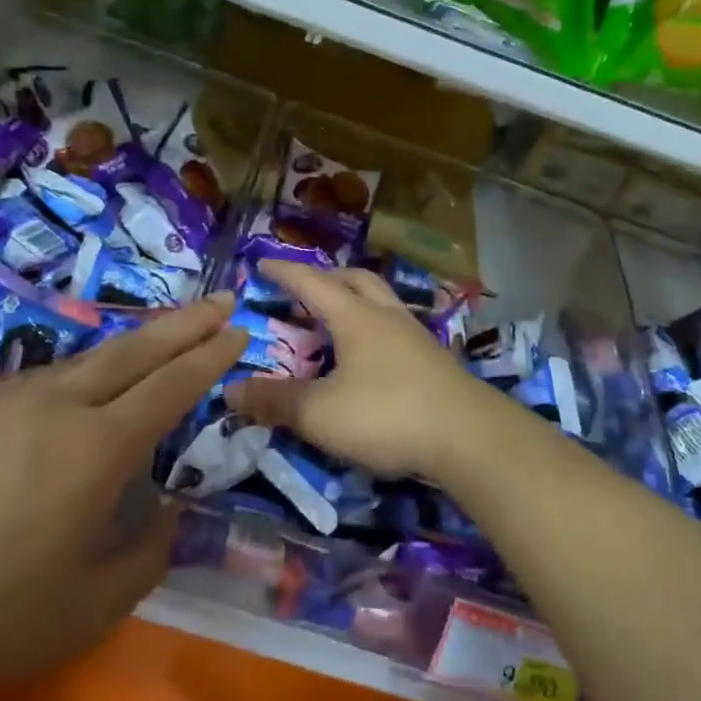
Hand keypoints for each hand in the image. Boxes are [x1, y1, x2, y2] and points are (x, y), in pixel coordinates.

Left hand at [0, 297, 245, 700]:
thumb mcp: (85, 611)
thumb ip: (144, 558)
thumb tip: (167, 515)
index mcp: (98, 448)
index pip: (172, 386)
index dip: (211, 357)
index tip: (240, 331)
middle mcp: (61, 405)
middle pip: (137, 350)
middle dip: (186, 323)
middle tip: (221, 301)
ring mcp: (10, 399)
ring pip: (90, 357)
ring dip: (136, 342)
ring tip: (163, 336)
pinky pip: (47, 376)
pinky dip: (87, 369)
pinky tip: (83, 385)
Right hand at [224, 262, 520, 481]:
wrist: (469, 438)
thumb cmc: (388, 414)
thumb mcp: (320, 414)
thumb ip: (276, 401)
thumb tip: (230, 391)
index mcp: (356, 317)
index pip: (312, 282)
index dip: (285, 272)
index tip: (262, 263)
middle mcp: (387, 316)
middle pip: (355, 280)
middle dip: (326, 278)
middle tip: (304, 290)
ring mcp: (415, 336)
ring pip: (381, 301)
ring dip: (355, 301)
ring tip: (337, 321)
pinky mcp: (434, 361)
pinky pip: (396, 328)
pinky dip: (374, 329)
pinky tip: (371, 357)